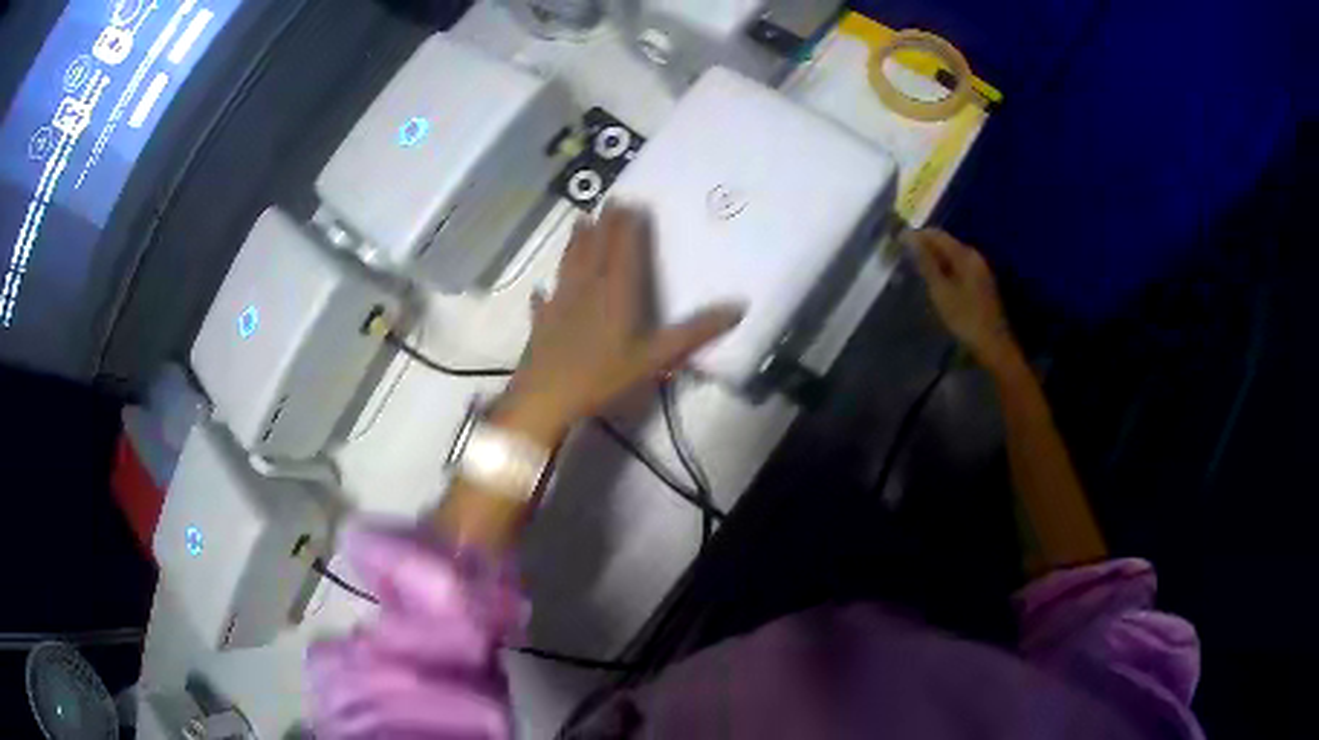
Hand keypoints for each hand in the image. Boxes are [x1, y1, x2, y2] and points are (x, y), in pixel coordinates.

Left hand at [498, 206, 743, 443]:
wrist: (546, 399)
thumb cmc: (603, 376)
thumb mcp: (656, 357)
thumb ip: (695, 332)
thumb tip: (738, 307)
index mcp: (616, 291)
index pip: (623, 248)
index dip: (628, 225)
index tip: (631, 202)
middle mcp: (586, 288)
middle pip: (595, 248)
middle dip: (604, 223)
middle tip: (609, 201)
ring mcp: (559, 304)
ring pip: (569, 264)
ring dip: (576, 242)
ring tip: (579, 222)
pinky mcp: (541, 323)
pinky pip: (544, 301)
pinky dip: (544, 292)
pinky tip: (539, 290)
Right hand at [908, 228, 1020, 372]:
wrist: (993, 343)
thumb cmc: (965, 318)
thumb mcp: (941, 290)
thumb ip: (926, 262)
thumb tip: (910, 237)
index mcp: (965, 255)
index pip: (937, 235)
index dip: (916, 235)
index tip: (898, 241)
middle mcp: (974, 256)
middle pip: (945, 243)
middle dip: (925, 246)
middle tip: (905, 256)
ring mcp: (980, 269)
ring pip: (952, 255)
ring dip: (934, 258)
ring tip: (916, 268)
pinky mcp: (981, 282)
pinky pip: (958, 266)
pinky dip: (944, 268)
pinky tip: (936, 280)